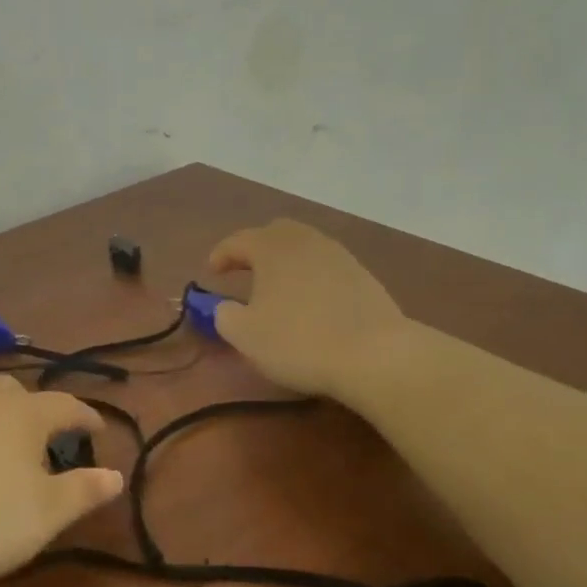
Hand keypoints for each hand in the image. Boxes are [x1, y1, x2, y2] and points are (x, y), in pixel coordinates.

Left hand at [0, 376, 123, 584]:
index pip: (66, 406)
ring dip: (5, 422)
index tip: (100, 430)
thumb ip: (84, 491)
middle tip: (50, 438)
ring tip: (12, 456)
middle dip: (39, 409)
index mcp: (25, 414)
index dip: (87, 417)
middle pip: (19, 392)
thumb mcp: (47, 512)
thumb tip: (117, 475)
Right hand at [207, 219, 406, 398]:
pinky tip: (310, 300)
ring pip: (305, 246)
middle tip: (244, 270)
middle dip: (256, 248)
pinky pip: (327, 265)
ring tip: (277, 286)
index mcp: (272, 247)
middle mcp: (306, 241)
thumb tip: (224, 308)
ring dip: (286, 261)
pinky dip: (311, 275)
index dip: (221, 254)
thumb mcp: (245, 334)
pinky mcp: (364, 276)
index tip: (211, 272)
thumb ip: (224, 315)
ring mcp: (339, 256)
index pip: (238, 240)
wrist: (376, 355)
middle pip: (276, 232)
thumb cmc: (299, 340)